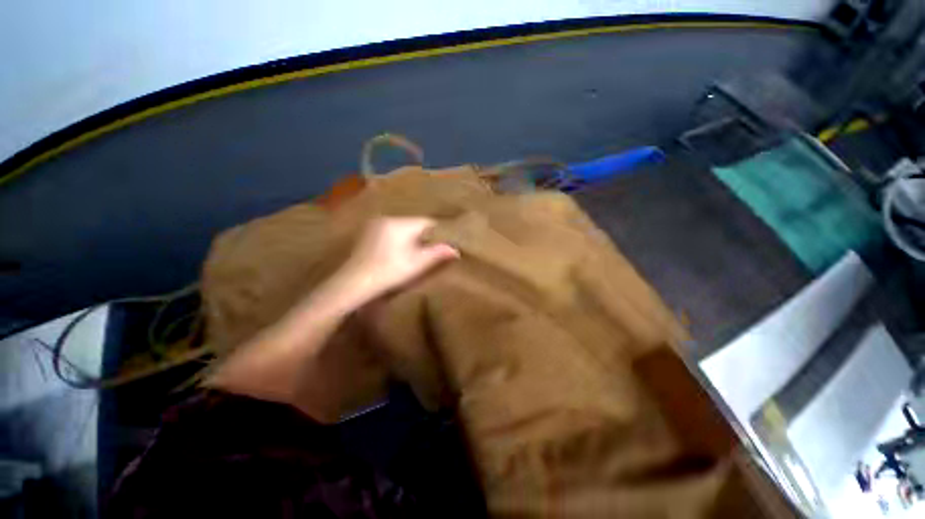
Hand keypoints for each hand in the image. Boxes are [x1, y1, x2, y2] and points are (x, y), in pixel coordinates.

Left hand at [329, 217, 458, 307]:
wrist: (352, 285)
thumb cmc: (389, 273)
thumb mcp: (417, 264)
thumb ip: (438, 253)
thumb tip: (456, 249)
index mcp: (399, 223)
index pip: (427, 222)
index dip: (439, 232)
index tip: (446, 243)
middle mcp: (386, 219)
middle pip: (415, 224)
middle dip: (425, 236)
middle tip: (434, 249)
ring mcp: (375, 226)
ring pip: (403, 229)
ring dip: (412, 238)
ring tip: (419, 252)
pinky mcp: (368, 234)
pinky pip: (392, 233)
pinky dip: (400, 240)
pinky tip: (400, 253)